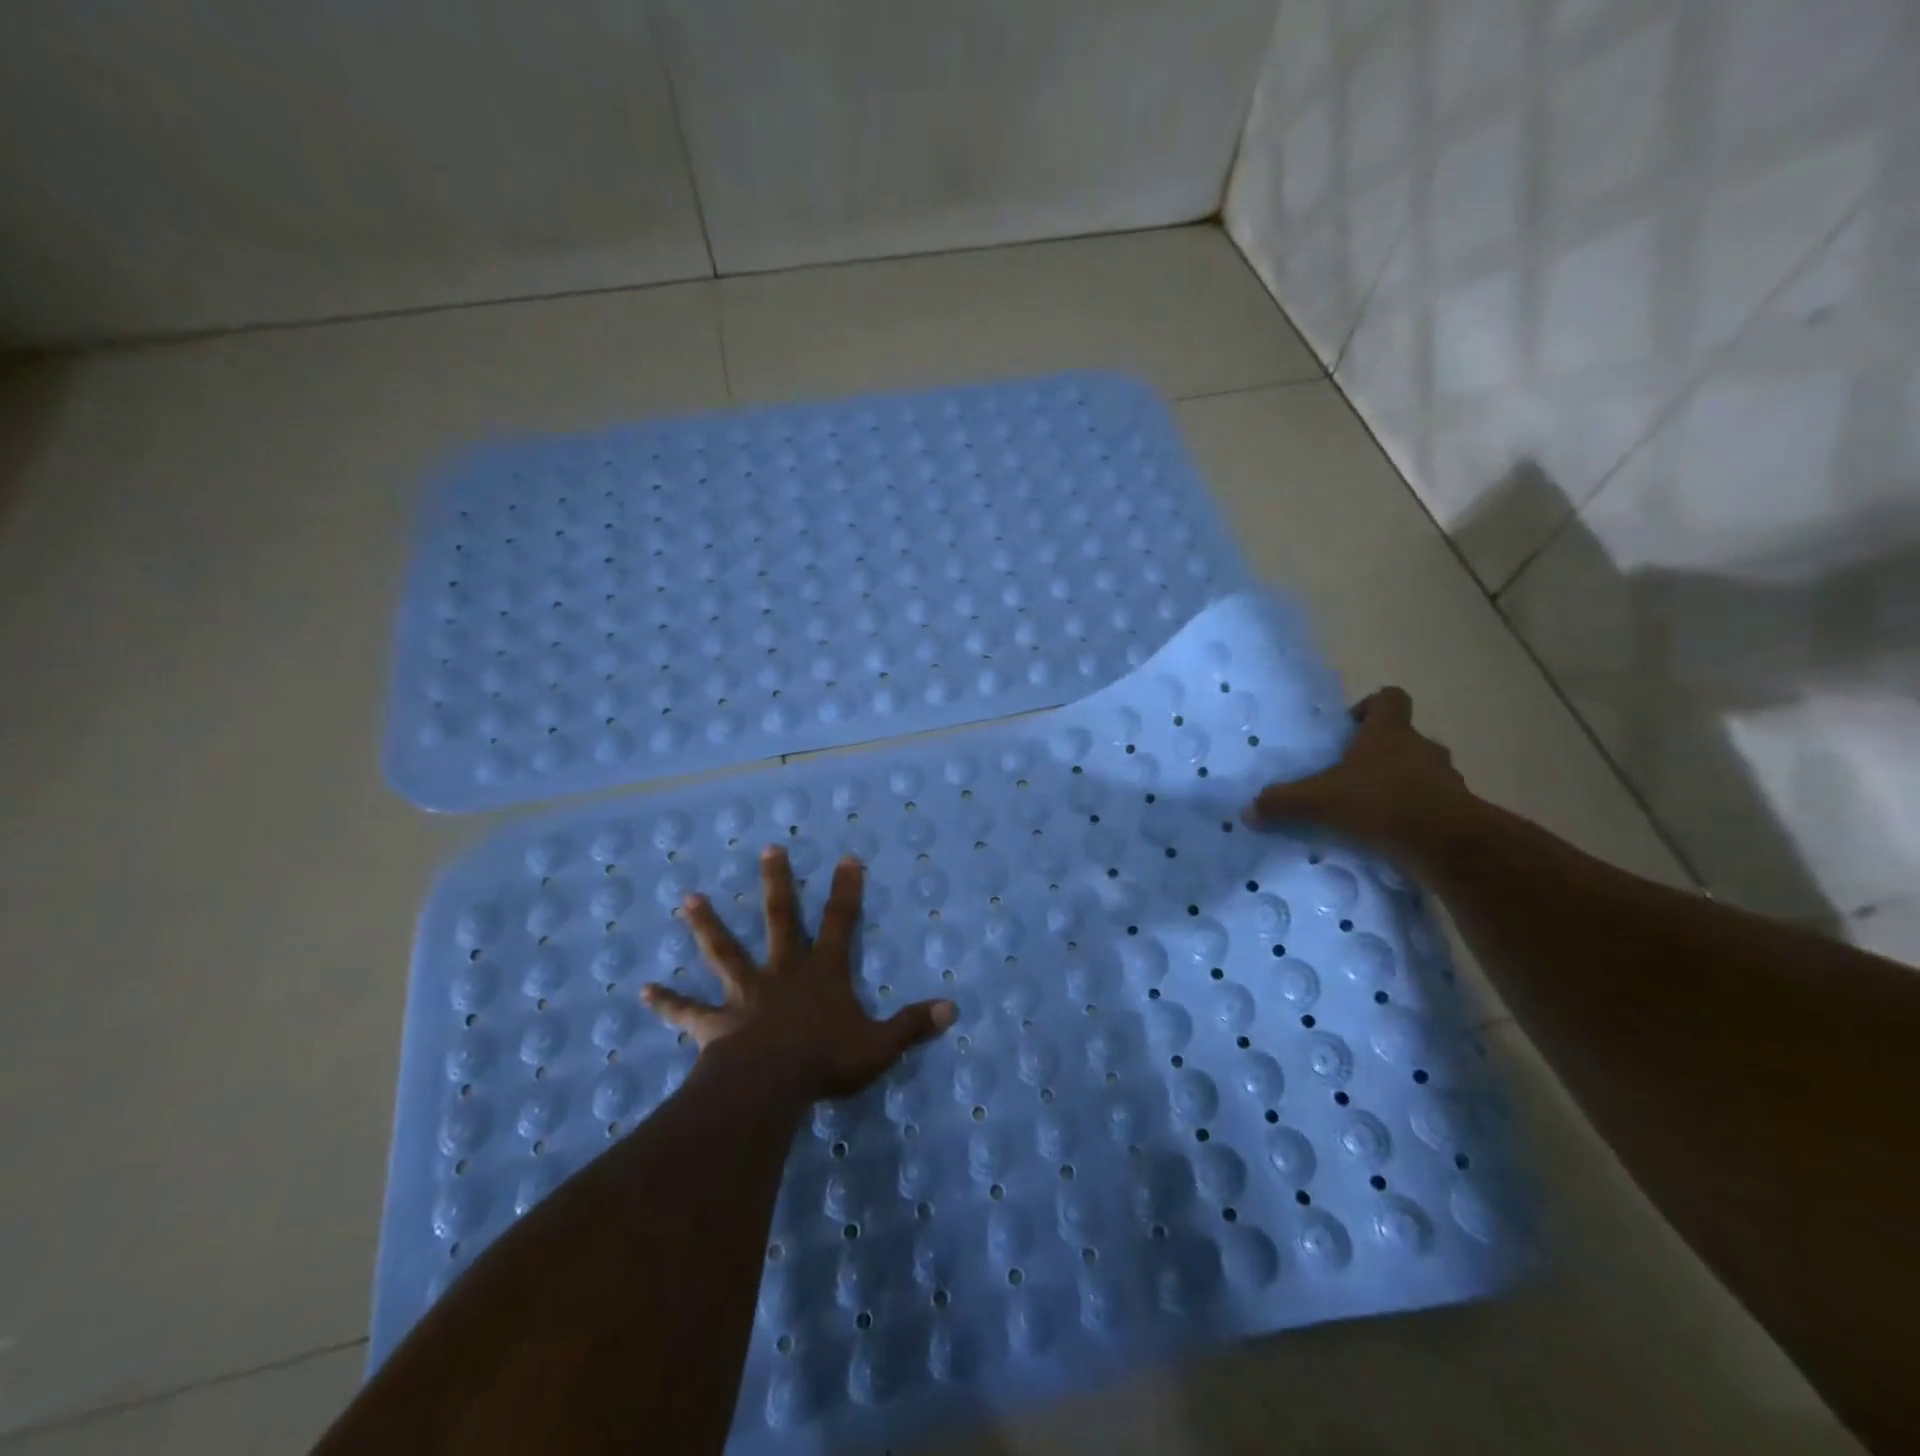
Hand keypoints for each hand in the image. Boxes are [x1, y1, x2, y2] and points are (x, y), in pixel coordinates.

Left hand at [641, 845, 957, 1103]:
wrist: (770, 1086)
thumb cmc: (826, 1061)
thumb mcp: (879, 1046)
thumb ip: (913, 1025)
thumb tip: (953, 1010)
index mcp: (822, 974)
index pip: (841, 923)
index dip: (846, 891)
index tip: (847, 857)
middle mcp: (782, 973)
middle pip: (780, 920)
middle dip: (776, 884)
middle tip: (767, 850)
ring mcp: (745, 995)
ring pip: (725, 952)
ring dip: (708, 926)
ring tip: (688, 899)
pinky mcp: (716, 1024)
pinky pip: (689, 1012)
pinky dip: (667, 1002)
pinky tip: (643, 991)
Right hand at [1242, 687, 1474, 856]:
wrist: (1447, 842)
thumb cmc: (1381, 803)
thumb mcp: (1319, 801)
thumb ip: (1283, 802)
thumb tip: (1248, 810)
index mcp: (1390, 732)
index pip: (1390, 698)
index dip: (1371, 707)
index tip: (1351, 728)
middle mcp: (1422, 748)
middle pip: (1403, 738)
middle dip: (1379, 754)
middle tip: (1350, 776)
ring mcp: (1445, 779)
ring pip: (1420, 772)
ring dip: (1399, 785)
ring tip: (1370, 811)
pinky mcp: (1458, 811)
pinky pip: (1432, 805)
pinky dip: (1414, 815)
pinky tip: (1391, 836)